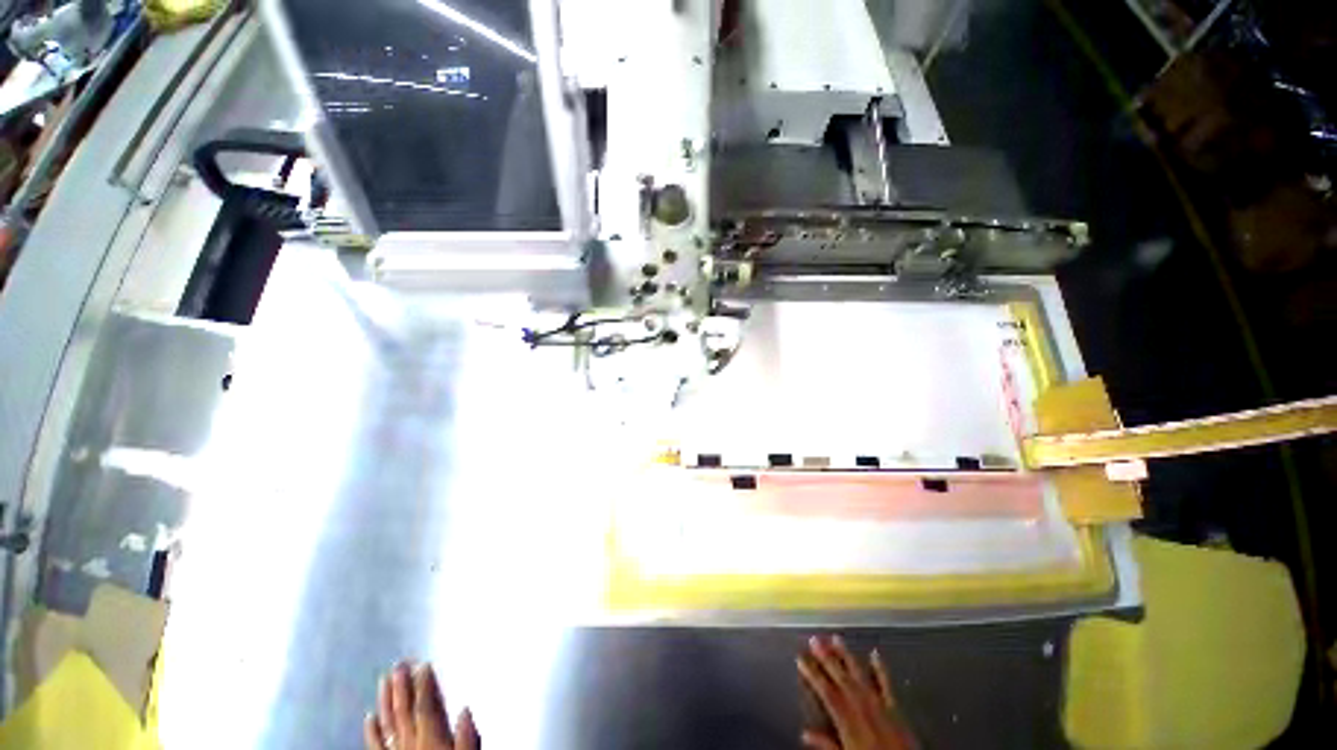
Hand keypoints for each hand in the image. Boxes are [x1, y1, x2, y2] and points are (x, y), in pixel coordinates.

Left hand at [365, 662, 479, 749]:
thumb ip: (468, 739)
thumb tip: (465, 711)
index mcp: (433, 742)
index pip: (427, 708)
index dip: (425, 685)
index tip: (423, 664)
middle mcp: (413, 746)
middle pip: (405, 712)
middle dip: (403, 687)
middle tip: (399, 664)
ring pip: (389, 724)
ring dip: (387, 701)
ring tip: (384, 680)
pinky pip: (377, 747)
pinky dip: (372, 731)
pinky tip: (368, 717)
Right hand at [797, 636, 916, 749]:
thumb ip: (826, 744)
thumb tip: (805, 734)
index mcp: (847, 720)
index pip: (825, 691)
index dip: (812, 673)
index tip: (801, 658)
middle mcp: (862, 707)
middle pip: (840, 677)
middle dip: (826, 657)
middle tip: (814, 640)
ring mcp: (879, 704)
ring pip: (859, 674)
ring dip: (846, 656)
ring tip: (836, 638)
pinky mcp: (895, 708)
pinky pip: (886, 684)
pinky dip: (880, 668)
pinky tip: (875, 653)